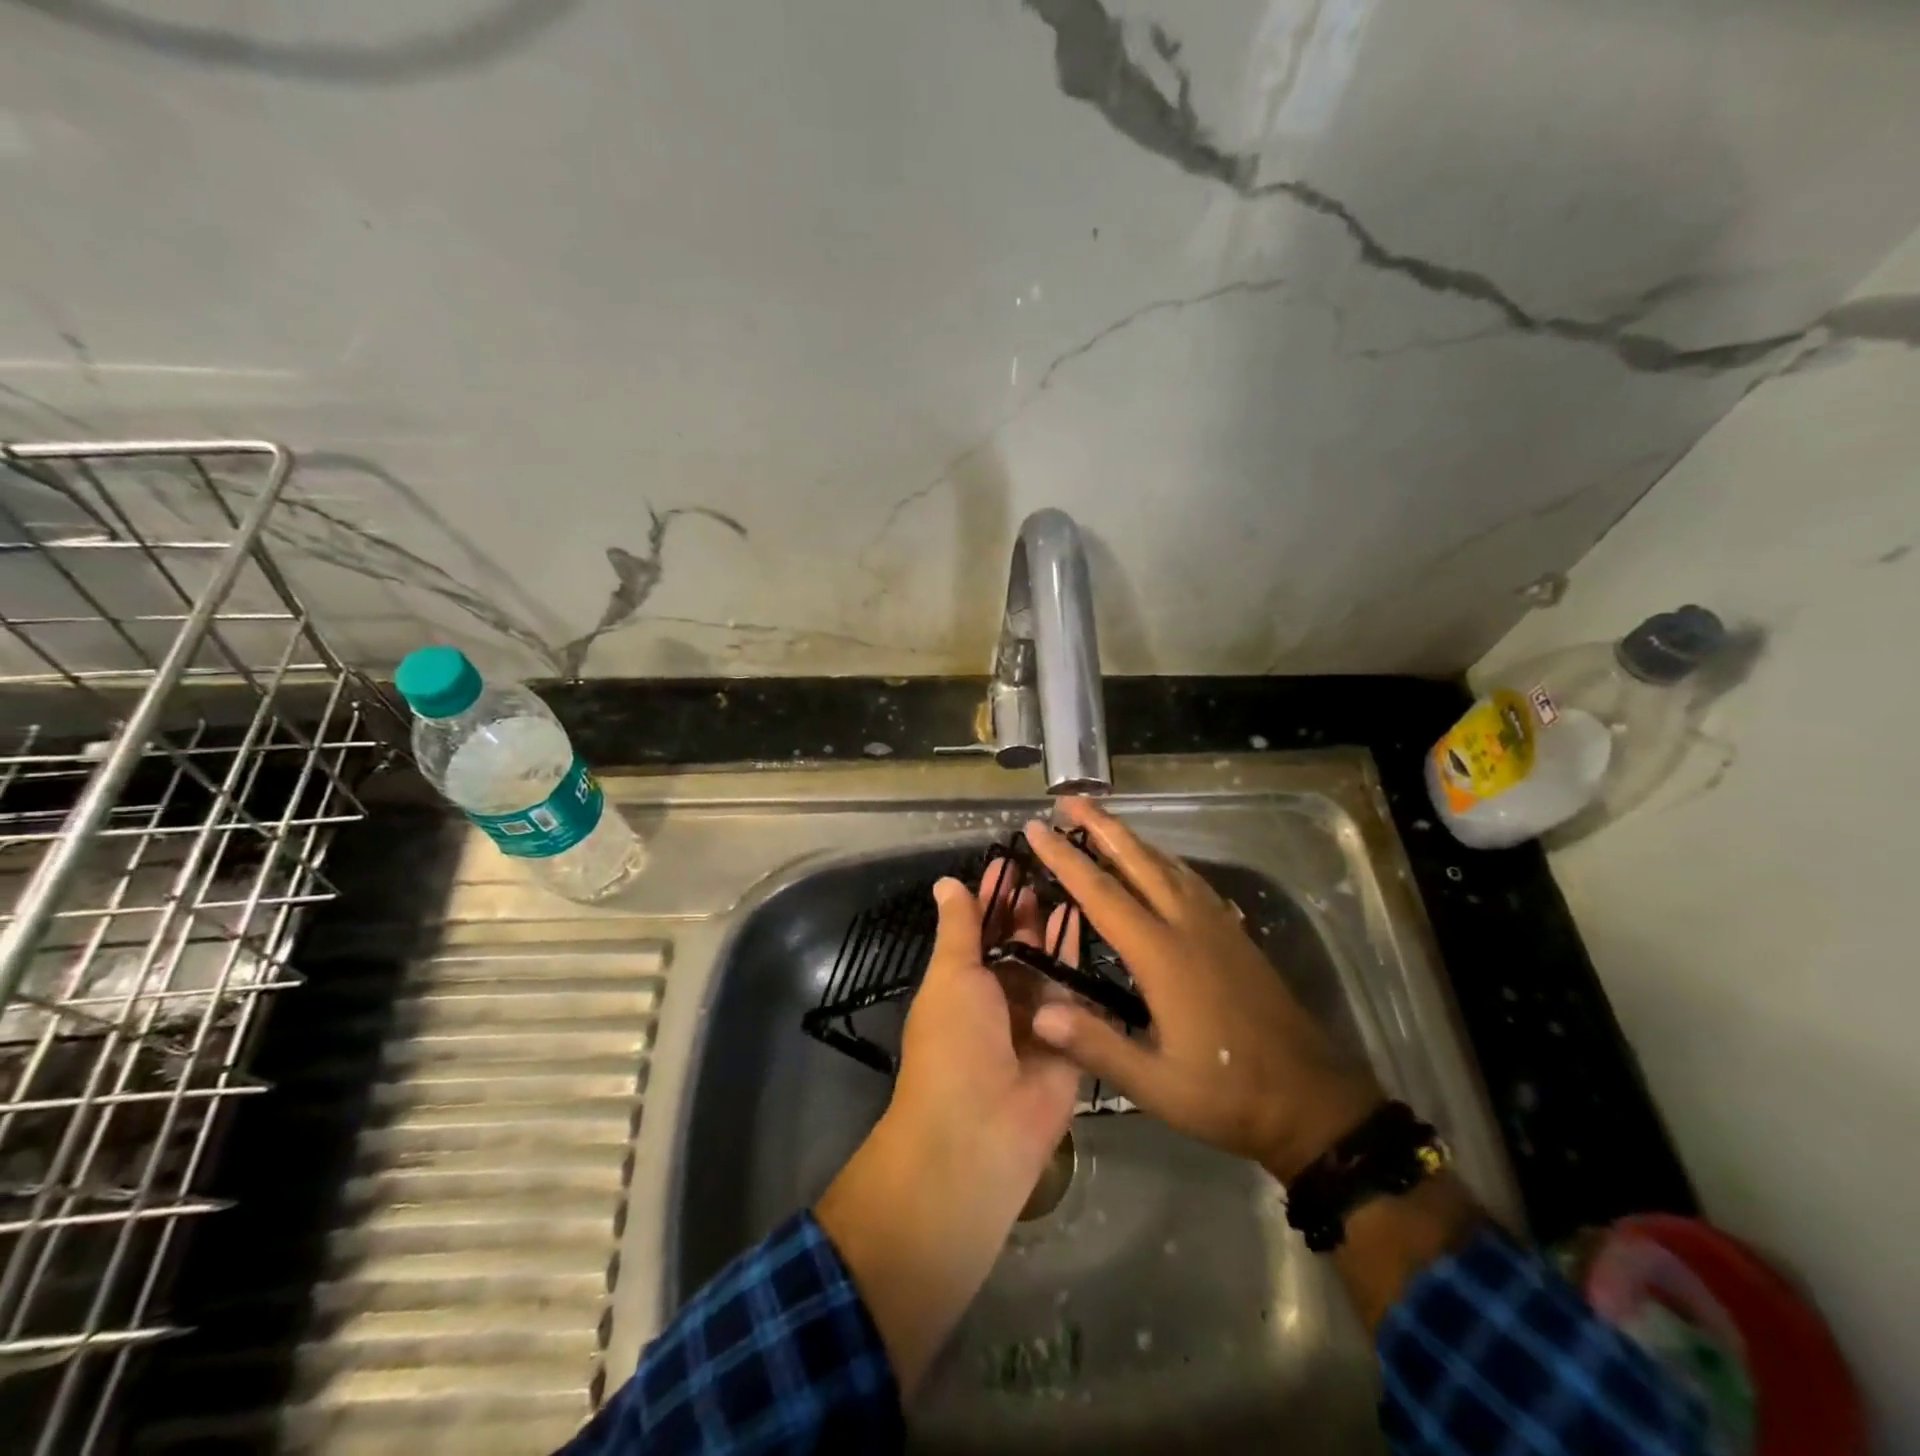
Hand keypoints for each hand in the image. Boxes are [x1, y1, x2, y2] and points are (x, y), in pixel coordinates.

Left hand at [890, 867, 1082, 1188]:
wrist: (981, 1130)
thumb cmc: (953, 1041)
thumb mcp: (951, 974)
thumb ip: (959, 928)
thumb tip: (947, 883)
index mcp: (960, 985)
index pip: (979, 930)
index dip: (991, 897)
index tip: (1009, 861)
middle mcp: (996, 999)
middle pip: (1016, 945)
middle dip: (1027, 909)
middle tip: (1049, 864)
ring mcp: (1034, 1019)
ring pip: (1046, 963)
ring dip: (1053, 927)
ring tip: (1071, 880)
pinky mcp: (1069, 1037)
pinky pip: (1074, 991)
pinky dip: (1076, 956)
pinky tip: (1086, 917)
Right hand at [1024, 797, 1383, 1183]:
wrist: (1312, 1100)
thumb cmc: (1228, 1093)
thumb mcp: (1157, 1085)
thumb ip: (1097, 1046)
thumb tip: (1039, 1013)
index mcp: (1163, 955)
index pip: (1102, 894)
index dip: (1066, 859)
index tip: (1037, 828)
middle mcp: (1189, 926)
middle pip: (1138, 861)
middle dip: (1101, 826)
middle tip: (1068, 800)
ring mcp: (1217, 925)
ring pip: (1168, 865)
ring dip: (1131, 838)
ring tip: (1102, 822)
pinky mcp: (1235, 934)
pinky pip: (1191, 880)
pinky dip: (1164, 860)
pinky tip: (1158, 863)